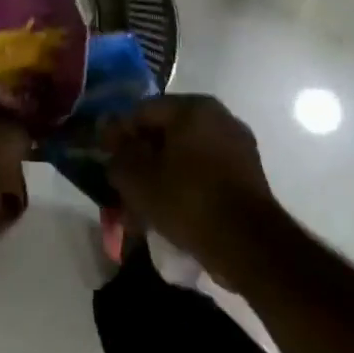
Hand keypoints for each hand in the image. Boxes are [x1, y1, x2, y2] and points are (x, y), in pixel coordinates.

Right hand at [103, 96, 277, 262]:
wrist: (248, 244)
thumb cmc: (186, 200)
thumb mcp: (136, 177)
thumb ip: (117, 151)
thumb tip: (109, 133)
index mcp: (192, 107)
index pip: (141, 112)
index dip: (118, 135)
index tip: (106, 160)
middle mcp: (219, 117)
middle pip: (165, 133)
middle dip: (141, 157)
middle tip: (123, 184)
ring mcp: (238, 145)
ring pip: (184, 154)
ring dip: (161, 174)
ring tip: (143, 204)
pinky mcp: (248, 174)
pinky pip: (204, 171)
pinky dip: (185, 184)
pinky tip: (169, 209)